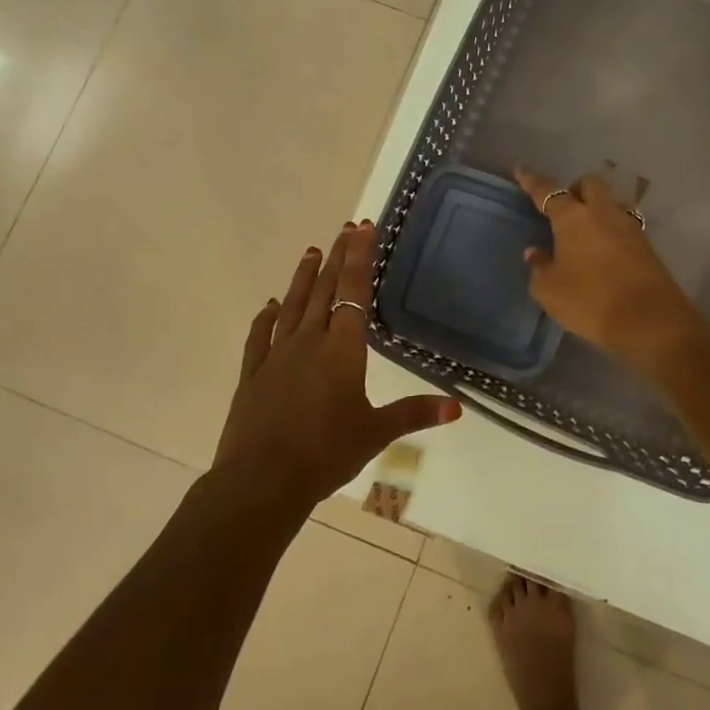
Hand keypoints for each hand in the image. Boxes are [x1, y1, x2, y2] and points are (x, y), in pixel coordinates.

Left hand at [213, 221, 460, 508]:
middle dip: (337, 257)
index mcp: (342, 350)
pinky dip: (266, 317)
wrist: (262, 481)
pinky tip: (270, 306)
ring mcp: (277, 355)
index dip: (360, 258)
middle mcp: (309, 341)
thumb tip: (457, 407)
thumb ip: (414, 414)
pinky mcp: (253, 373)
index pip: (354, 292)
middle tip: (344, 229)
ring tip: (311, 251)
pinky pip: (260, 336)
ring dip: (303, 277)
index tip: (363, 229)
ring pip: (292, 305)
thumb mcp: (375, 434)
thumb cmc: (325, 454)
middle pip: (324, 289)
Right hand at [512, 169, 704, 369]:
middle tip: (564, 210)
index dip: (532, 181)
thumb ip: (539, 267)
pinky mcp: (646, 245)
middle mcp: (602, 212)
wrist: (649, 320)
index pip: (547, 191)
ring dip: (596, 211)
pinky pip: (622, 227)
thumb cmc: (589, 300)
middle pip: (589, 184)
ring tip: (585, 235)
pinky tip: (602, 252)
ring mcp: (628, 226)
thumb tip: (536, 253)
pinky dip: (610, 232)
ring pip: (610, 204)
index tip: (521, 171)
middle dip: (575, 190)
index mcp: (572, 217)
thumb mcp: (549, 290)